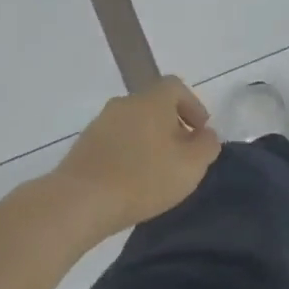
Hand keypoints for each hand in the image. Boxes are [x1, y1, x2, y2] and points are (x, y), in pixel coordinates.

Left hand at [51, 76, 219, 239]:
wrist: (80, 201)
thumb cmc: (144, 178)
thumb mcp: (192, 165)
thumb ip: (207, 145)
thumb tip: (206, 135)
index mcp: (151, 101)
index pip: (176, 86)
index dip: (193, 105)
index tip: (200, 131)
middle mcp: (124, 104)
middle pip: (154, 105)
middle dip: (172, 125)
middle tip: (183, 154)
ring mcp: (100, 124)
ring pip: (134, 124)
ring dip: (150, 140)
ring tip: (159, 171)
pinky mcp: (84, 145)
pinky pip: (116, 141)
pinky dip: (129, 153)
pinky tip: (134, 180)